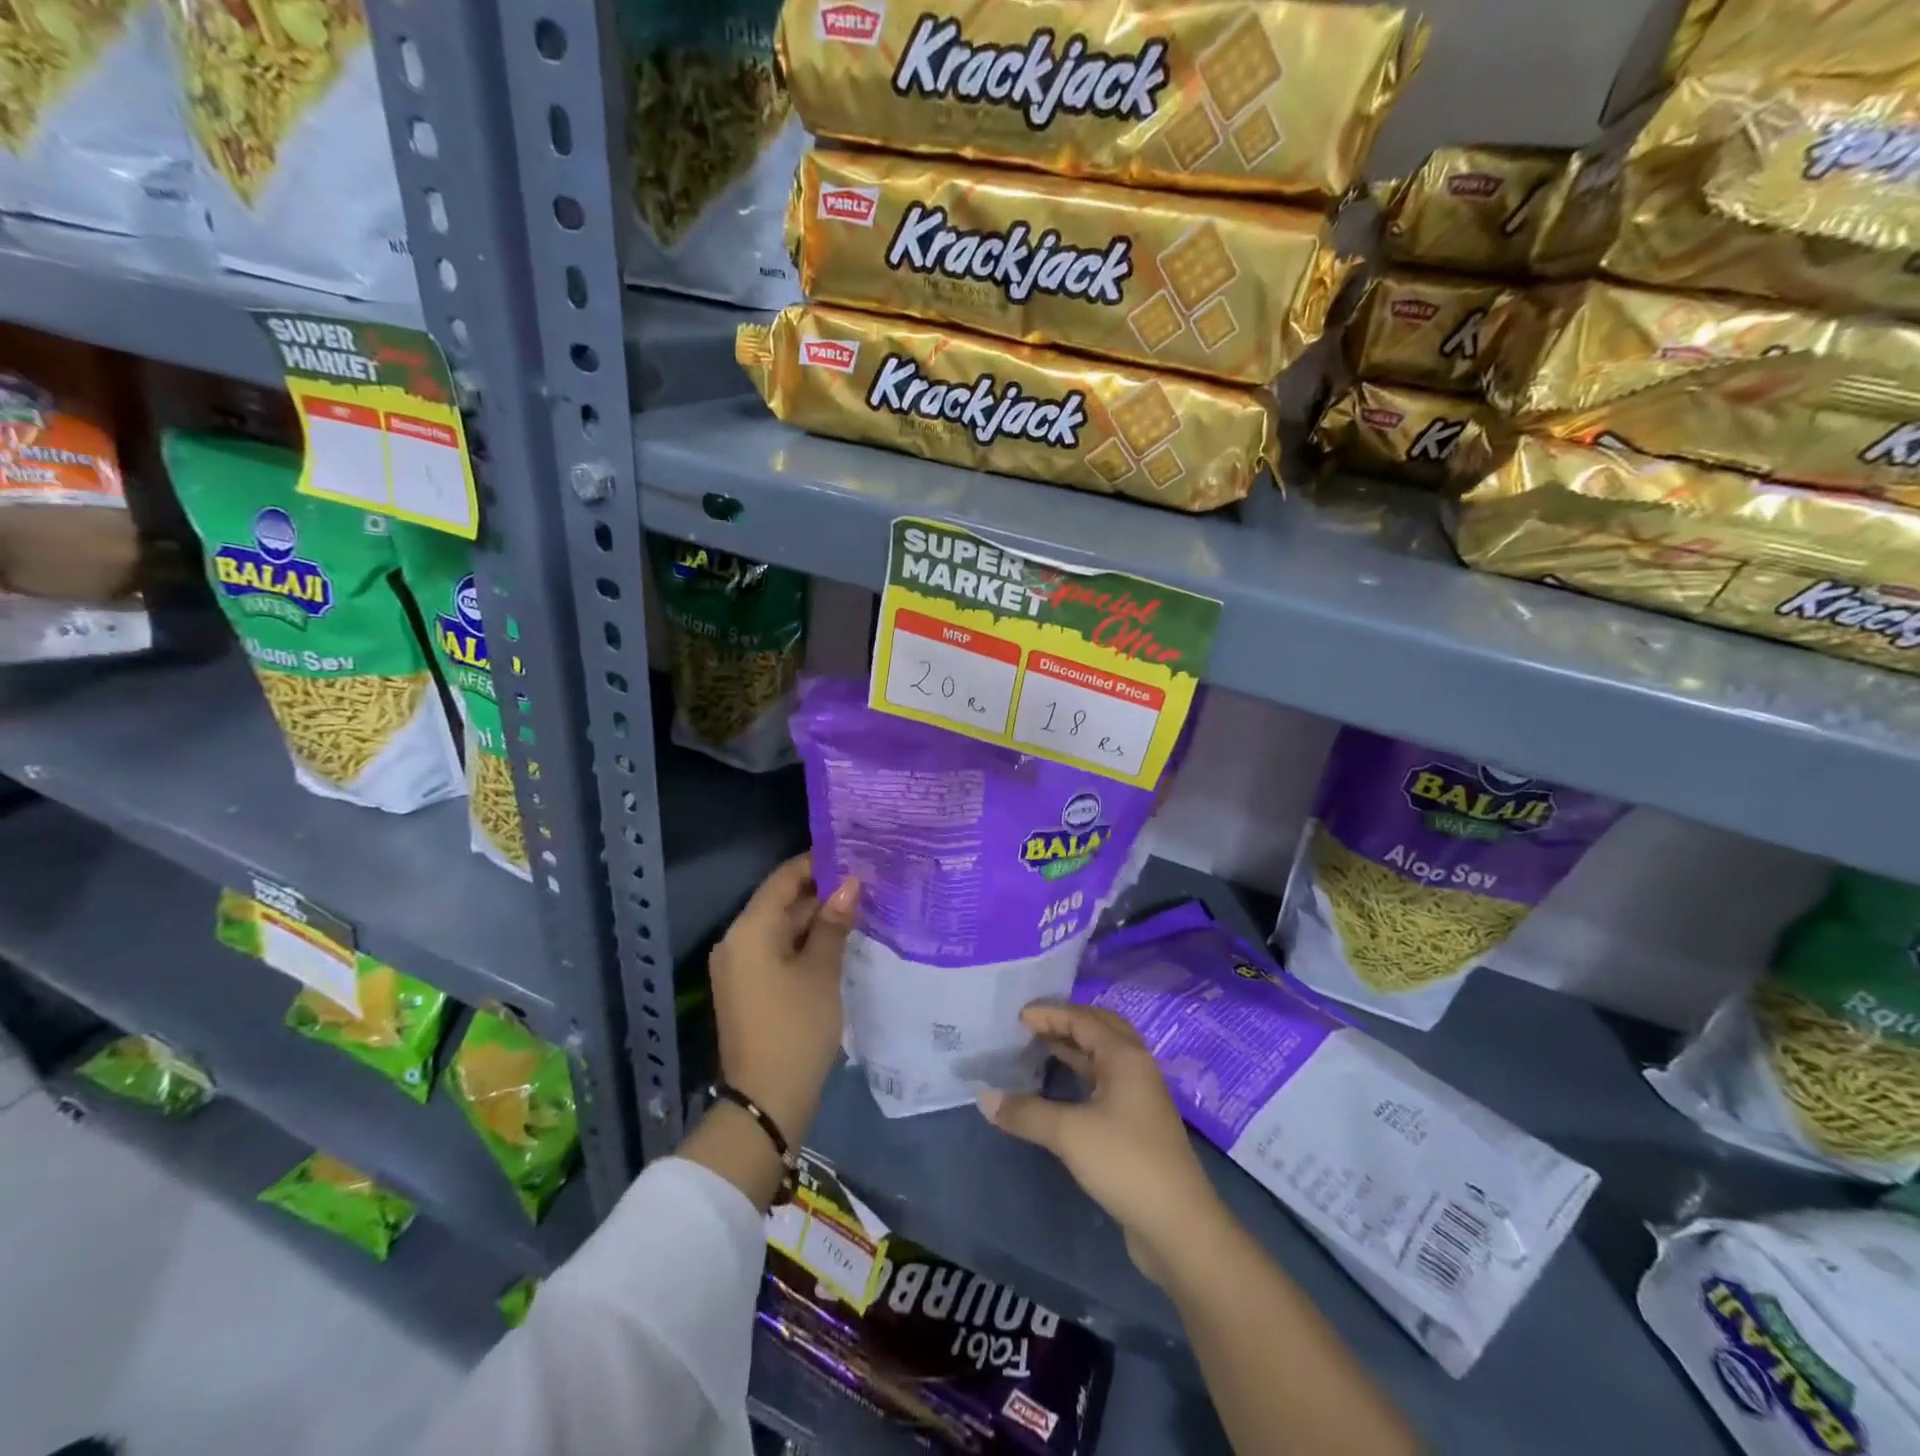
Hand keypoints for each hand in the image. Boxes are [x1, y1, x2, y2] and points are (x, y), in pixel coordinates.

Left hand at [709, 852, 857, 1144]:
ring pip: (780, 927)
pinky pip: (775, 949)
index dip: (816, 864)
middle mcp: (737, 940)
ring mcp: (739, 966)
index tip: (853, 855)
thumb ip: (834, 923)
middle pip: (780, 902)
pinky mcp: (748, 987)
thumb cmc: (796, 1028)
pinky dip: (803, 942)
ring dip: (815, 918)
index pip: (783, 879)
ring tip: (859, 906)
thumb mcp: (821, 971)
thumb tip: (850, 883)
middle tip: (865, 882)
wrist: (765, 1101)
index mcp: (750, 930)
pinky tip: (837, 940)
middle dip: (821, 892)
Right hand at [977, 1003, 1226, 1287]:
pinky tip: (1060, 1088)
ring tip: (1039, 1049)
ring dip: (1074, 1048)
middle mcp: (1136, 1066)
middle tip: (1031, 1026)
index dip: (1050, 1014)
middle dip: (1066, 1023)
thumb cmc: (1125, 1162)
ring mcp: (1140, 1096)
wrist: (1178, 1225)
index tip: (1017, 1016)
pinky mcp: (1138, 1124)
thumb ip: (1026, 1112)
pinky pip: (1105, 1082)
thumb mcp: (1069, 1133)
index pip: (1083, 1019)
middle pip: (1099, 1029)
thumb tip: (984, 1097)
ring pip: (1103, 1056)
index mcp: (1124, 1056)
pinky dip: (1081, 1074)